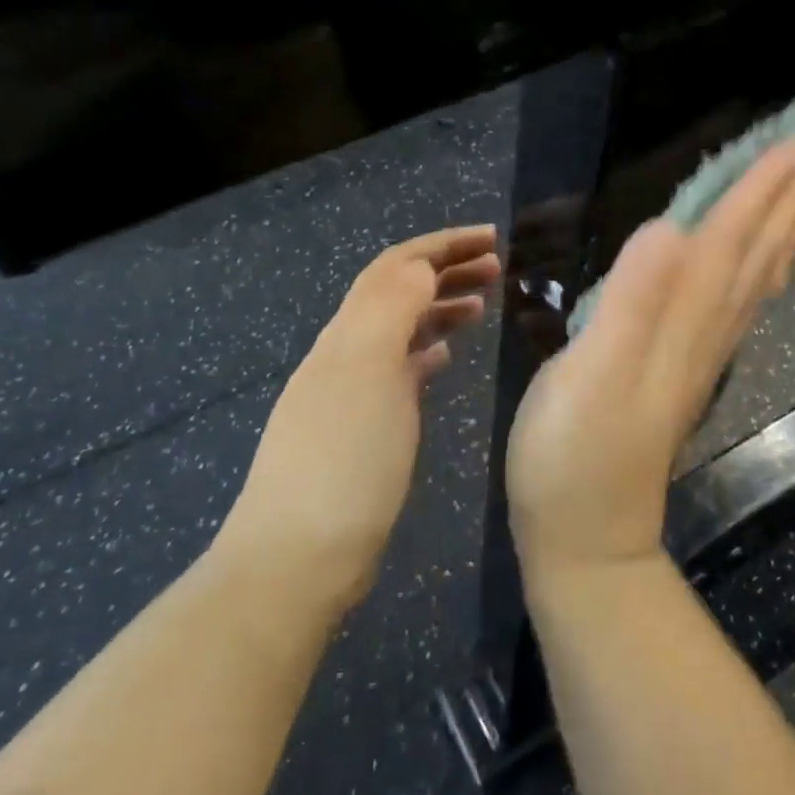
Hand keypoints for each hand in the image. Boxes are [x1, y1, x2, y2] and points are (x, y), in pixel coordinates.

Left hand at [226, 225, 500, 613]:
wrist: (297, 556)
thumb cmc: (343, 461)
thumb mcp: (369, 373)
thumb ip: (392, 309)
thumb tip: (421, 266)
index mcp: (349, 333)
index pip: (396, 266)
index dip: (442, 244)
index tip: (492, 238)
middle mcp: (345, 352)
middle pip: (396, 291)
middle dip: (445, 268)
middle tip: (497, 267)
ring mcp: (349, 390)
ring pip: (399, 328)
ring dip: (438, 306)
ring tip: (481, 304)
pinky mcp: (360, 426)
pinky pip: (397, 369)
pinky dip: (426, 349)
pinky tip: (444, 357)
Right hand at [507, 139, 794, 576]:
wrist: (587, 539)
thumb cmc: (573, 456)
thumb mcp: (590, 376)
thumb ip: (630, 304)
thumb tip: (670, 230)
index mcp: (681, 321)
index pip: (729, 240)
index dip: (760, 188)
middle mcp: (702, 333)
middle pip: (755, 254)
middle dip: (789, 198)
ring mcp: (697, 357)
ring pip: (754, 282)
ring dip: (785, 235)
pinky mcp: (681, 376)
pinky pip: (736, 311)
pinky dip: (760, 279)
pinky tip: (764, 272)